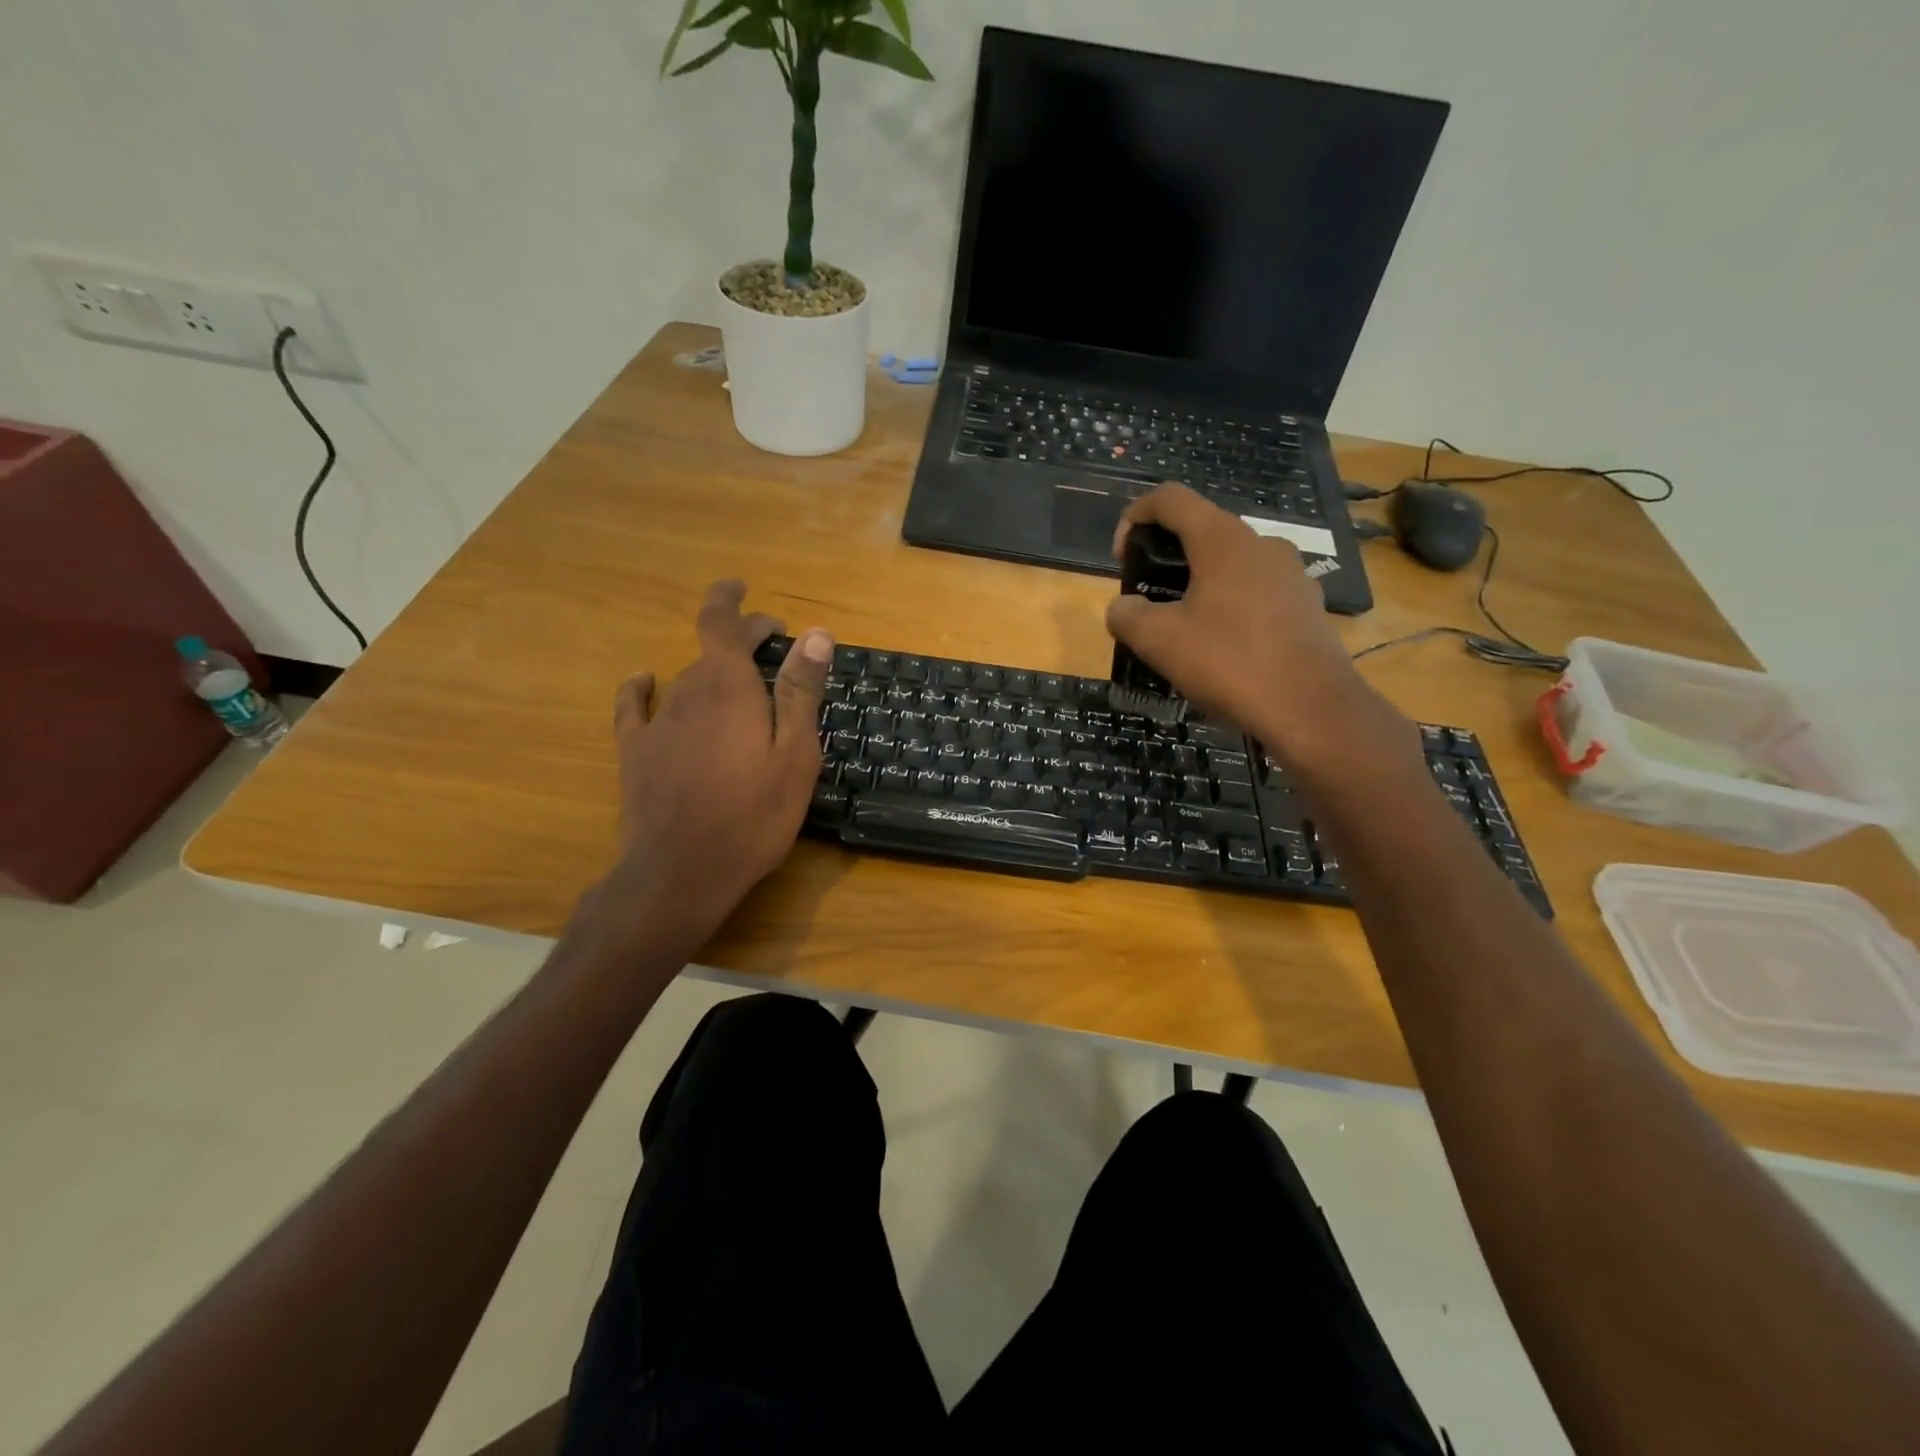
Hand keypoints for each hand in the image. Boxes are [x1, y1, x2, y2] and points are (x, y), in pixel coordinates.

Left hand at [599, 580, 831, 952]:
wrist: (681, 872)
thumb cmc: (753, 815)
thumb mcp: (795, 754)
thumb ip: (801, 691)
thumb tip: (815, 633)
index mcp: (728, 686)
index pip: (721, 622)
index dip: (731, 600)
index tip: (743, 589)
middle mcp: (687, 692)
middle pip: (711, 650)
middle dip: (741, 641)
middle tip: (774, 648)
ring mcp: (657, 722)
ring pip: (686, 680)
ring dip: (712, 671)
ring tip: (738, 683)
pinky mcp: (635, 752)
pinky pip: (635, 706)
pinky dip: (643, 687)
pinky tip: (646, 682)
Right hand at [1106, 484, 1417, 778]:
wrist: (1310, 708)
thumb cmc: (1228, 663)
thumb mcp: (1158, 641)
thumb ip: (1126, 615)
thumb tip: (1122, 608)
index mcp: (1222, 539)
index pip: (1170, 499)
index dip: (1135, 516)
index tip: (1122, 557)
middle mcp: (1261, 543)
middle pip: (1202, 530)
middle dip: (1166, 557)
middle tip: (1148, 600)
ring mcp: (1290, 573)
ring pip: (1230, 563)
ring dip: (1198, 584)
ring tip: (1183, 629)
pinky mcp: (1306, 604)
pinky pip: (1255, 591)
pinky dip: (1228, 605)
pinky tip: (1222, 648)